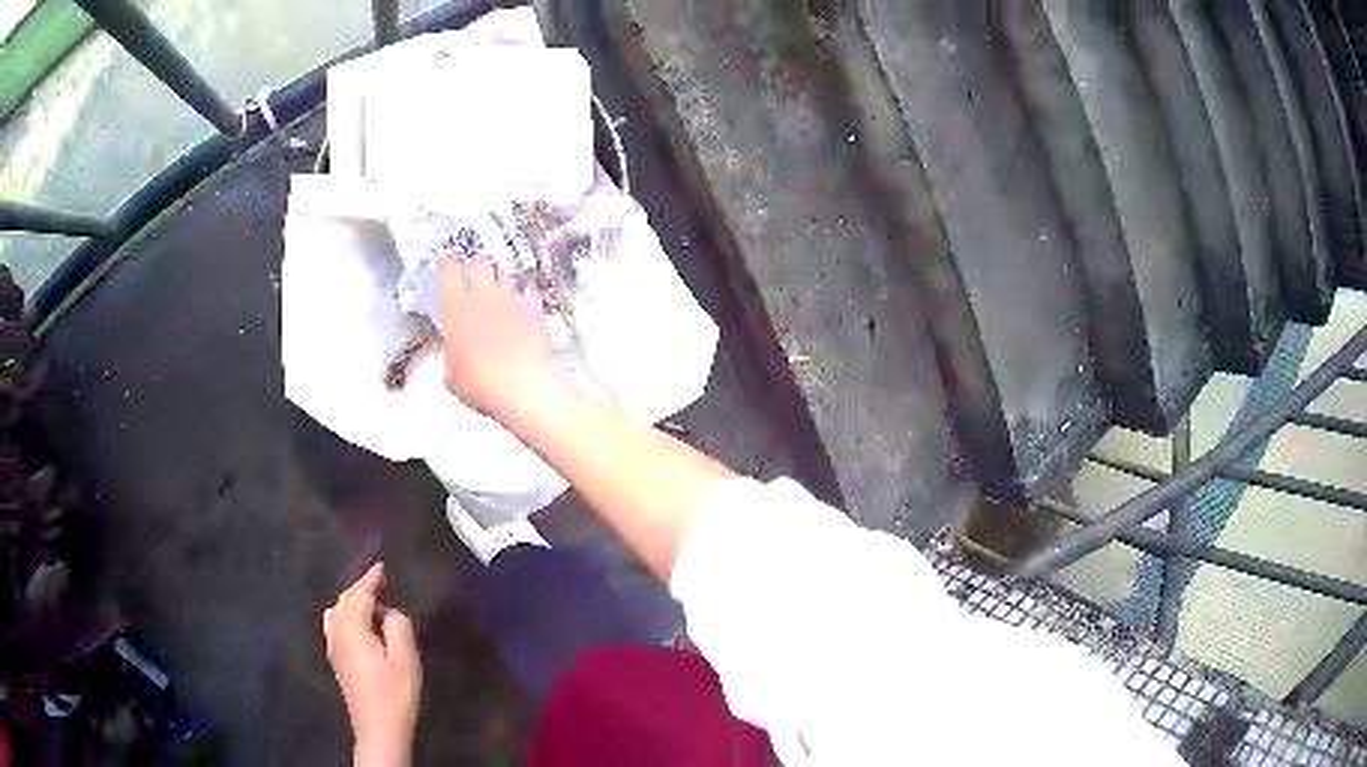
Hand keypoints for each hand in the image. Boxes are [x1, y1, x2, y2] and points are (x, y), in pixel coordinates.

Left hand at [323, 563, 421, 766]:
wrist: (379, 728)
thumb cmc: (395, 693)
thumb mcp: (406, 657)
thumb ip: (398, 625)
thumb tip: (388, 612)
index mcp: (351, 627)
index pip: (359, 594)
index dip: (371, 578)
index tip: (382, 565)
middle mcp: (336, 631)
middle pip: (345, 600)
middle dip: (361, 588)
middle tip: (381, 582)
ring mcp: (333, 646)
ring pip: (337, 611)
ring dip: (352, 601)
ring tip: (372, 602)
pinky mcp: (336, 659)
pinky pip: (335, 624)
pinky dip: (346, 615)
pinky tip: (359, 625)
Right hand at [438, 255, 557, 419]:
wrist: (521, 387)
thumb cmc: (479, 384)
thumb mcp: (452, 372)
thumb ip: (452, 350)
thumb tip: (456, 350)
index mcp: (456, 308)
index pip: (448, 272)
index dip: (448, 263)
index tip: (448, 260)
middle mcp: (483, 296)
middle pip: (480, 262)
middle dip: (477, 263)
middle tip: (475, 269)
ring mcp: (511, 300)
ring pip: (505, 274)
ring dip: (499, 277)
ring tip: (498, 286)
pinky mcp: (534, 309)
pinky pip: (525, 295)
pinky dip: (520, 299)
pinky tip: (519, 311)